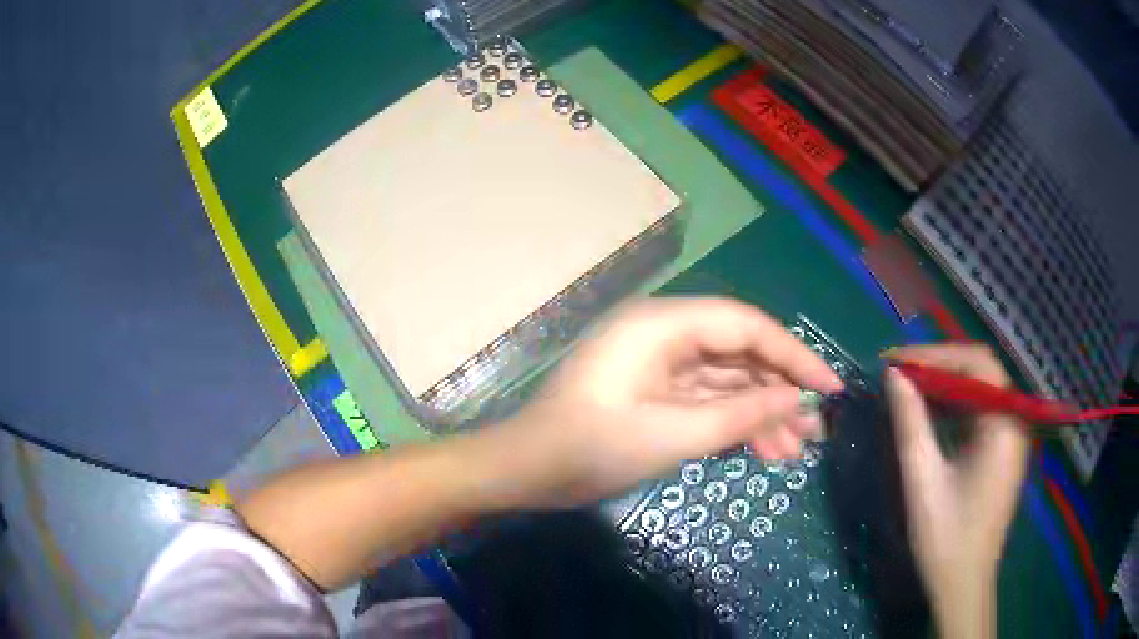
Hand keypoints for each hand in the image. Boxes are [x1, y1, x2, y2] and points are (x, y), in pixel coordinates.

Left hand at [476, 296, 842, 508]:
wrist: (525, 470)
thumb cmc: (589, 450)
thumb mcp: (671, 436)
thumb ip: (739, 415)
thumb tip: (794, 401)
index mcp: (662, 325)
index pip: (745, 326)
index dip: (793, 355)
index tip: (828, 387)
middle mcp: (664, 334)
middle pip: (740, 353)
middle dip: (780, 392)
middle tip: (815, 430)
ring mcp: (659, 363)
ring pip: (727, 380)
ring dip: (761, 413)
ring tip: (796, 450)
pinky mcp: (655, 390)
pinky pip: (706, 399)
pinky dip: (734, 422)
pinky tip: (763, 450)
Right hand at [883, 344, 1029, 638]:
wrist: (963, 585)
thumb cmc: (945, 538)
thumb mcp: (923, 481)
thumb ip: (910, 424)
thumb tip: (893, 376)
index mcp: (1003, 424)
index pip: (976, 363)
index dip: (935, 355)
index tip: (895, 362)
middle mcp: (1014, 420)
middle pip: (981, 371)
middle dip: (939, 366)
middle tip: (899, 373)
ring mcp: (1011, 435)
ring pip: (980, 389)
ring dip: (945, 384)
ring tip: (908, 388)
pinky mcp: (1003, 449)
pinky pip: (980, 411)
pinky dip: (954, 405)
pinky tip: (931, 414)